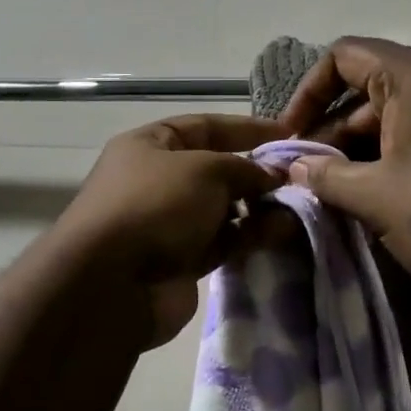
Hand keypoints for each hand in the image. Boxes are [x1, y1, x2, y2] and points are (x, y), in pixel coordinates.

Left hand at [55, 115, 286, 346]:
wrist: (112, 284)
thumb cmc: (155, 205)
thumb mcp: (205, 169)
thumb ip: (244, 167)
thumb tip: (273, 174)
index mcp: (150, 146)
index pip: (204, 126)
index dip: (246, 128)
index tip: (289, 134)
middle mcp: (158, 180)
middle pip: (217, 169)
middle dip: (256, 173)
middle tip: (299, 179)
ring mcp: (169, 223)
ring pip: (224, 209)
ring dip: (259, 207)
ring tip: (297, 208)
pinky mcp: (182, 261)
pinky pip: (224, 242)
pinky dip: (250, 236)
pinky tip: (281, 233)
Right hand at [278, 37, 410, 306]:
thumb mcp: (375, 197)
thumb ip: (325, 175)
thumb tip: (294, 167)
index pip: (345, 57)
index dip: (307, 93)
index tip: (290, 137)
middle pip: (371, 88)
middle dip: (333, 130)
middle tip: (309, 176)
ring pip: (400, 115)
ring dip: (362, 148)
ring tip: (338, 193)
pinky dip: (397, 155)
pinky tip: (380, 196)